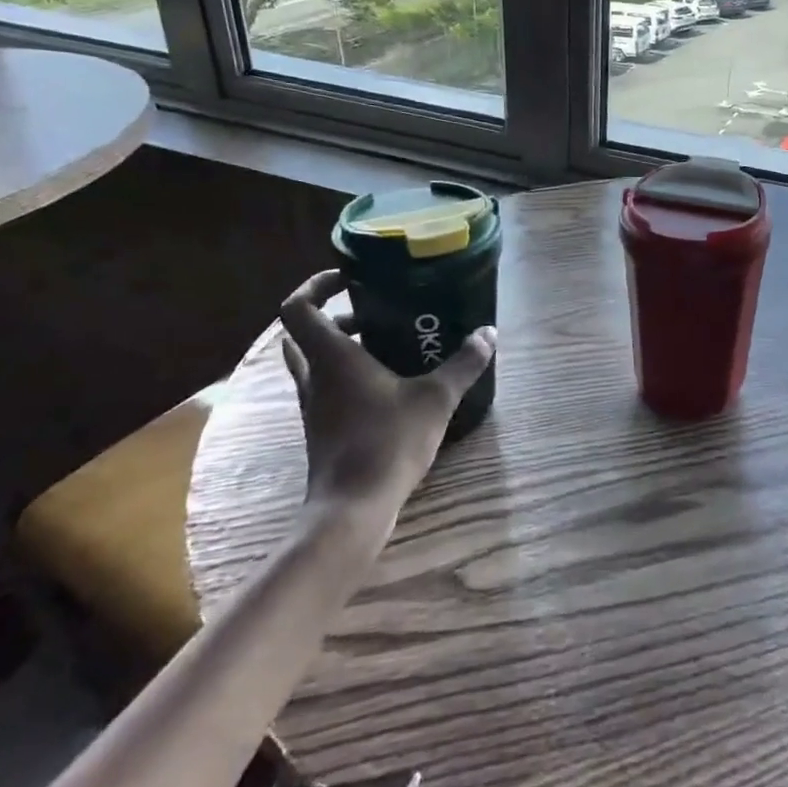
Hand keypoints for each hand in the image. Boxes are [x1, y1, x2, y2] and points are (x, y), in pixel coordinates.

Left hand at [278, 270, 495, 511]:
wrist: (353, 507)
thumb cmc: (388, 442)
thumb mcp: (436, 398)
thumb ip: (464, 364)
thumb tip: (488, 333)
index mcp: (332, 357)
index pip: (298, 307)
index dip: (316, 285)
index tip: (349, 279)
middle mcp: (315, 377)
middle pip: (304, 334)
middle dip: (335, 318)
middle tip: (374, 315)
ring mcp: (315, 407)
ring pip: (314, 363)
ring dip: (340, 349)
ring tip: (385, 347)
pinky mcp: (323, 430)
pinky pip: (327, 389)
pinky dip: (347, 378)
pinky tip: (387, 388)